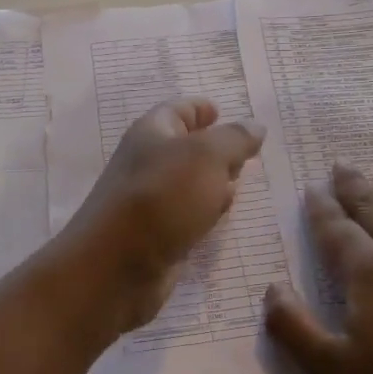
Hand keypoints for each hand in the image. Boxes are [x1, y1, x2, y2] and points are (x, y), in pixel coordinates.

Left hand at [58, 99, 265, 329]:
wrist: (117, 265)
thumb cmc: (163, 197)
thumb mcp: (207, 156)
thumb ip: (235, 139)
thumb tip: (255, 126)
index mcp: (152, 132)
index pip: (179, 109)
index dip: (201, 108)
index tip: (223, 112)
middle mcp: (148, 161)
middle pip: (185, 147)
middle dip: (216, 148)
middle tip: (247, 154)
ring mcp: (150, 200)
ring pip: (188, 183)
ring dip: (214, 182)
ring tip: (242, 184)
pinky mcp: (156, 233)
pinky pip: (186, 214)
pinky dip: (205, 212)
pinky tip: (221, 218)